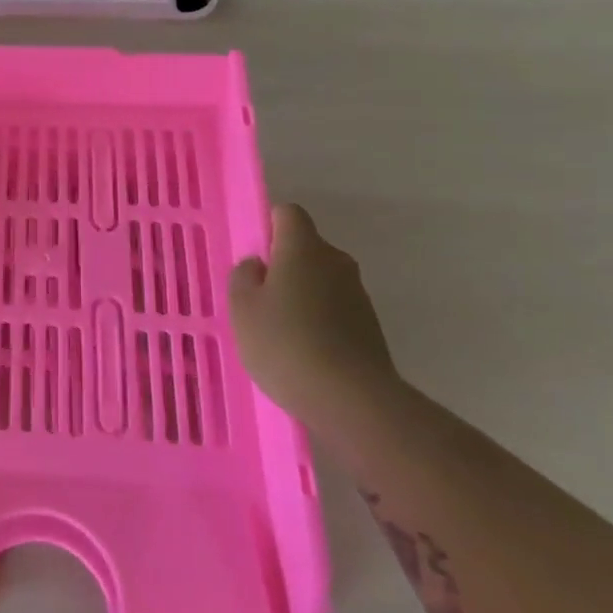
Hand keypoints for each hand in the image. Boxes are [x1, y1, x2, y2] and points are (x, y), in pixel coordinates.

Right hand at [229, 204, 400, 426]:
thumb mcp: (242, 308)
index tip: (254, 254)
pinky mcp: (370, 326)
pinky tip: (303, 350)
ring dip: (302, 295)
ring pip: (321, 280)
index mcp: (304, 248)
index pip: (289, 214)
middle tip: (259, 297)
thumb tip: (258, 265)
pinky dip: (319, 320)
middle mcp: (336, 261)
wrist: (351, 398)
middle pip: (307, 248)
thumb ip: (244, 276)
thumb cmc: (285, 342)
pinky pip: (335, 309)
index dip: (269, 226)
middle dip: (284, 265)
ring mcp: (358, 294)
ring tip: (279, 330)